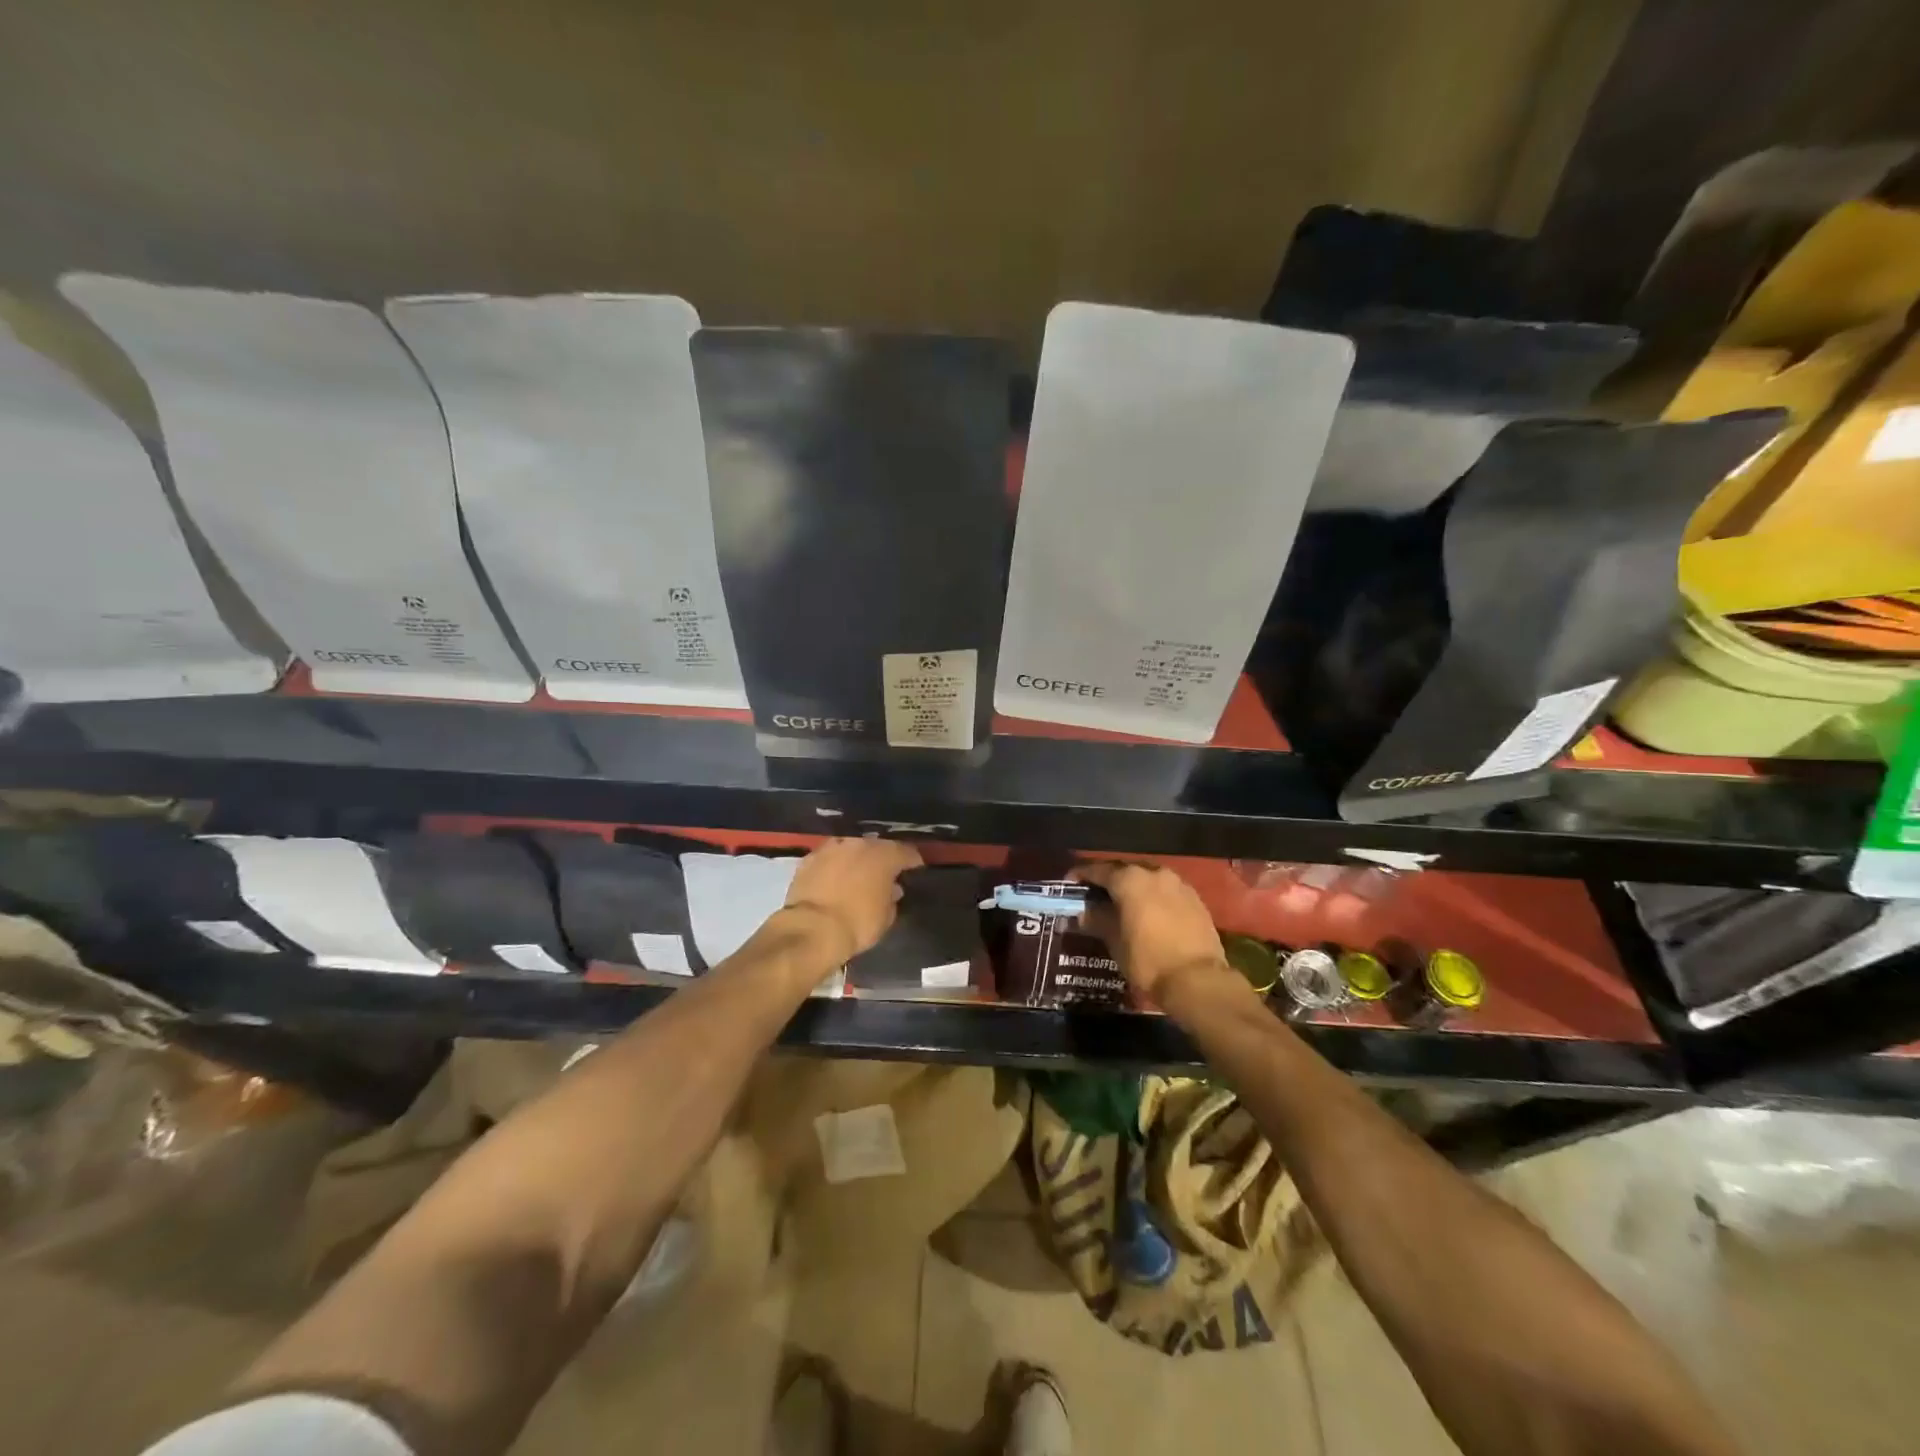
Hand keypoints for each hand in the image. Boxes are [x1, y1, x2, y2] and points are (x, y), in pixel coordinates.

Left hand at [781, 837, 924, 965]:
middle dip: (881, 858)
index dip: (912, 861)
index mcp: (884, 855)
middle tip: (883, 873)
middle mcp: (859, 843)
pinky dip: (834, 866)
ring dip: (856, 859)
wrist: (813, 930)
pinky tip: (833, 878)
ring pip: (850, 848)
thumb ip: (892, 898)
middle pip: (876, 846)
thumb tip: (892, 889)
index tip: (915, 869)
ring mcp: (832, 848)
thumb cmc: (857, 924)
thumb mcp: (886, 916)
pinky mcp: (809, 858)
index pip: (906, 852)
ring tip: (857, 874)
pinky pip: (829, 858)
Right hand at [1070, 861, 1235, 1009]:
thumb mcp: (1114, 941)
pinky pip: (1166, 892)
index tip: (1070, 884)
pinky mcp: (1195, 900)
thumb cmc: (1147, 959)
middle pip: (1125, 871)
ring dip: (1133, 889)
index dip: (1081, 875)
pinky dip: (1153, 898)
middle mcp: (1154, 873)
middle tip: (1095, 896)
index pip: (1098, 870)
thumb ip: (1097, 919)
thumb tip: (1083, 912)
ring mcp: (1178, 884)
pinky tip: (1149, 914)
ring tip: (1123, 905)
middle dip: (1109, 881)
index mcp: (1130, 879)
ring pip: (1148, 880)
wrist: (1198, 980)